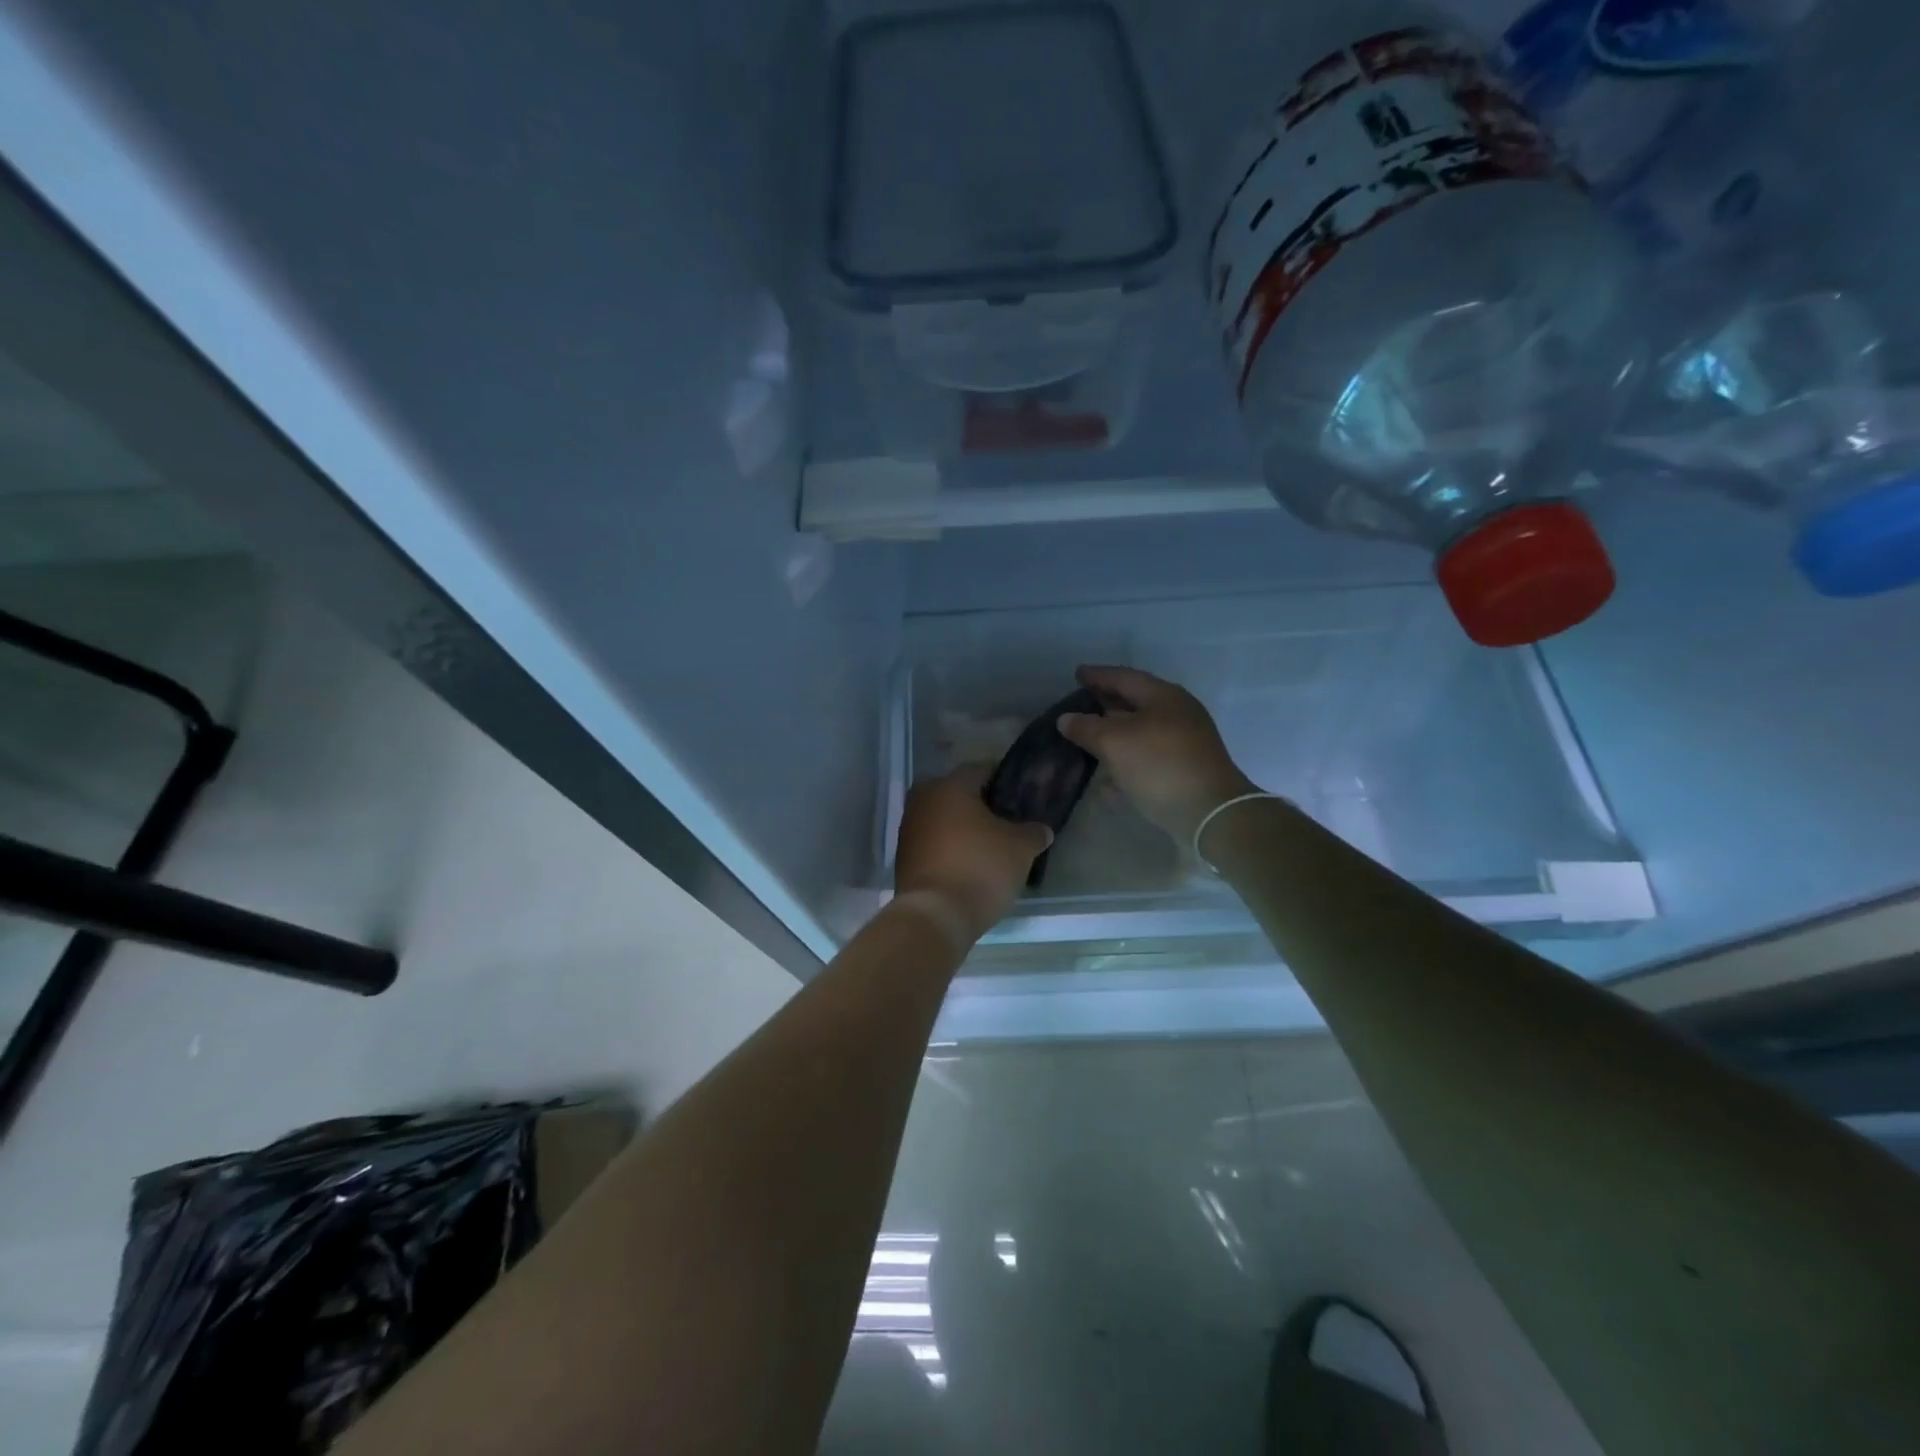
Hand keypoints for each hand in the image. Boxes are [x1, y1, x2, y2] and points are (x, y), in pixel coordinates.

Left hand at [894, 768, 1052, 943]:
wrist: (935, 915)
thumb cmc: (980, 868)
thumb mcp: (1020, 849)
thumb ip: (1033, 832)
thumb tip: (1041, 829)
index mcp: (951, 786)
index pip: (981, 769)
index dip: (1003, 780)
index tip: (1020, 794)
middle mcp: (923, 799)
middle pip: (957, 793)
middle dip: (979, 804)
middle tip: (1004, 820)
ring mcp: (908, 828)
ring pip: (942, 817)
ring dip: (961, 827)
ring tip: (988, 845)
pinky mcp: (903, 857)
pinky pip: (932, 842)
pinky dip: (948, 847)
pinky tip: (968, 863)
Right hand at [1057, 665, 1258, 843]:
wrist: (1209, 813)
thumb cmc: (1160, 766)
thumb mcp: (1115, 743)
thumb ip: (1086, 728)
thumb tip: (1066, 719)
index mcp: (1164, 696)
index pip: (1124, 677)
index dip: (1098, 675)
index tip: (1076, 673)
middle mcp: (1178, 713)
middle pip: (1136, 700)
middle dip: (1107, 701)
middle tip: (1081, 701)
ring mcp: (1185, 741)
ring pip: (1143, 728)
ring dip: (1116, 729)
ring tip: (1090, 733)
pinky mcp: (1185, 767)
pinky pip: (1148, 752)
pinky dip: (1127, 753)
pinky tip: (1109, 767)